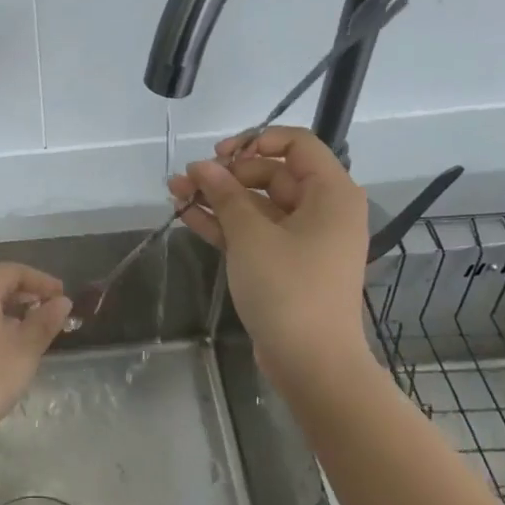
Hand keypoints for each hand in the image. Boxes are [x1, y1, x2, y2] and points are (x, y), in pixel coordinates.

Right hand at [169, 126, 373, 394]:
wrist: (312, 364)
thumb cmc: (289, 289)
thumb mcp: (251, 236)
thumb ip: (225, 194)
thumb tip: (202, 166)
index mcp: (330, 193)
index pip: (297, 144)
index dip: (257, 140)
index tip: (221, 155)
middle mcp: (321, 210)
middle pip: (271, 173)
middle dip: (226, 174)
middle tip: (187, 179)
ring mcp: (303, 238)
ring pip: (256, 204)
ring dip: (217, 197)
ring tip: (174, 191)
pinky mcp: (285, 263)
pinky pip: (253, 230)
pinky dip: (224, 223)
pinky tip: (186, 215)